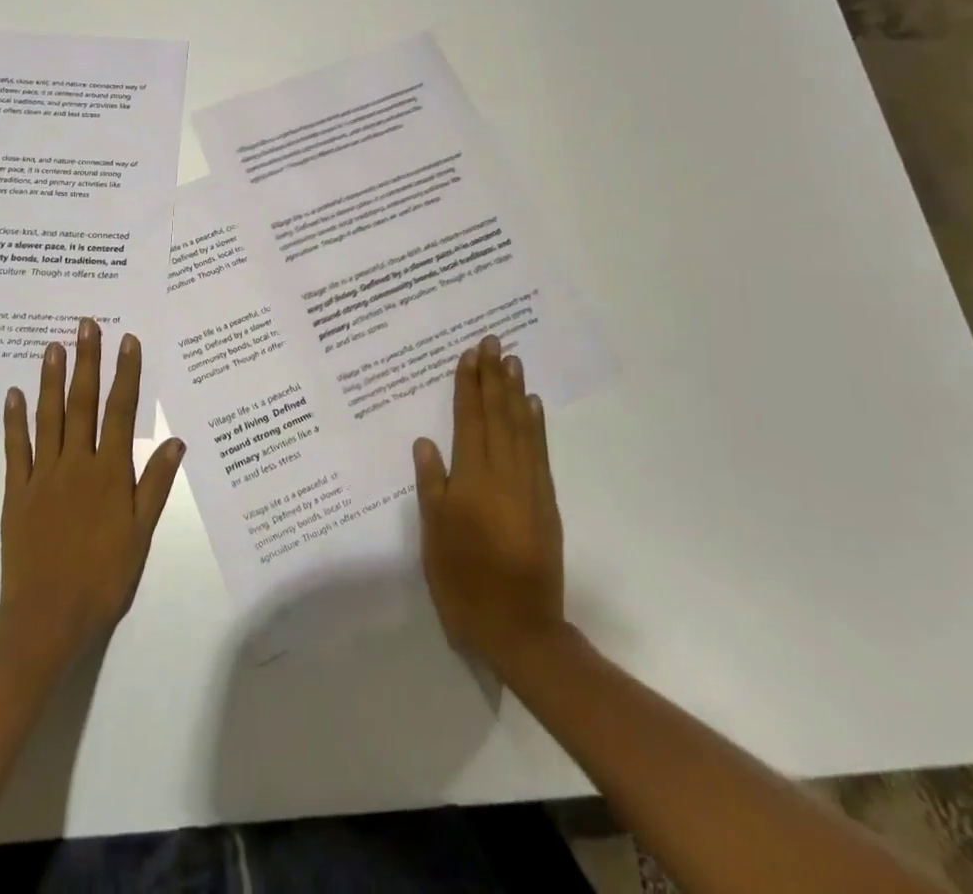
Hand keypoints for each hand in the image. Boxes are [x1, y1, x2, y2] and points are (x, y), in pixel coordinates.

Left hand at [0, 319, 185, 669]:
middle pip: (83, 403)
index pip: (120, 412)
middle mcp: (76, 464)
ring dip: (52, 379)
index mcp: (109, 473)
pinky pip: (16, 449)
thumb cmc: (103, 576)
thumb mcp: (140, 533)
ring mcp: (43, 476)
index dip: (125, 374)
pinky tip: (14, 394)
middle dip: (87, 361)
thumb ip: (155, 485)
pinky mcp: (17, 492)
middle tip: (86, 325)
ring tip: (54, 346)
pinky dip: (15, 420)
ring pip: (49, 417)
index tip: (127, 341)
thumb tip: (175, 440)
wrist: (48, 616)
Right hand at [413, 335, 564, 674]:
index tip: (469, 356)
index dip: (468, 387)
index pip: (470, 422)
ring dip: (516, 392)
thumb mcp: (435, 539)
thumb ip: (432, 487)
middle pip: (498, 416)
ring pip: (522, 428)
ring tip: (512, 361)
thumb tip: (426, 442)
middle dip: (493, 378)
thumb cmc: (465, 584)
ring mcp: (529, 486)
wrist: (521, 629)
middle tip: (492, 342)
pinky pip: (540, 451)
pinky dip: (536, 424)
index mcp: (472, 482)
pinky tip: (533, 406)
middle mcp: (503, 475)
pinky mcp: (546, 501)